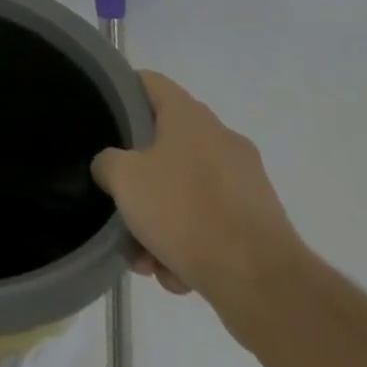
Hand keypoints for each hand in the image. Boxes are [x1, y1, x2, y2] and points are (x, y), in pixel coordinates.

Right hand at [91, 72, 304, 311]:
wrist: (263, 284)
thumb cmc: (185, 212)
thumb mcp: (124, 179)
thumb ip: (107, 163)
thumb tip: (112, 167)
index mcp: (189, 116)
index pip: (149, 82)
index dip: (122, 90)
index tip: (103, 113)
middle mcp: (221, 139)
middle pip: (165, 145)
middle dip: (140, 180)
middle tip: (120, 203)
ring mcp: (246, 182)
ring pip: (187, 191)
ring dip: (162, 221)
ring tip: (148, 259)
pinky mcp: (260, 222)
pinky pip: (212, 222)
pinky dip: (192, 244)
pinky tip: (177, 275)